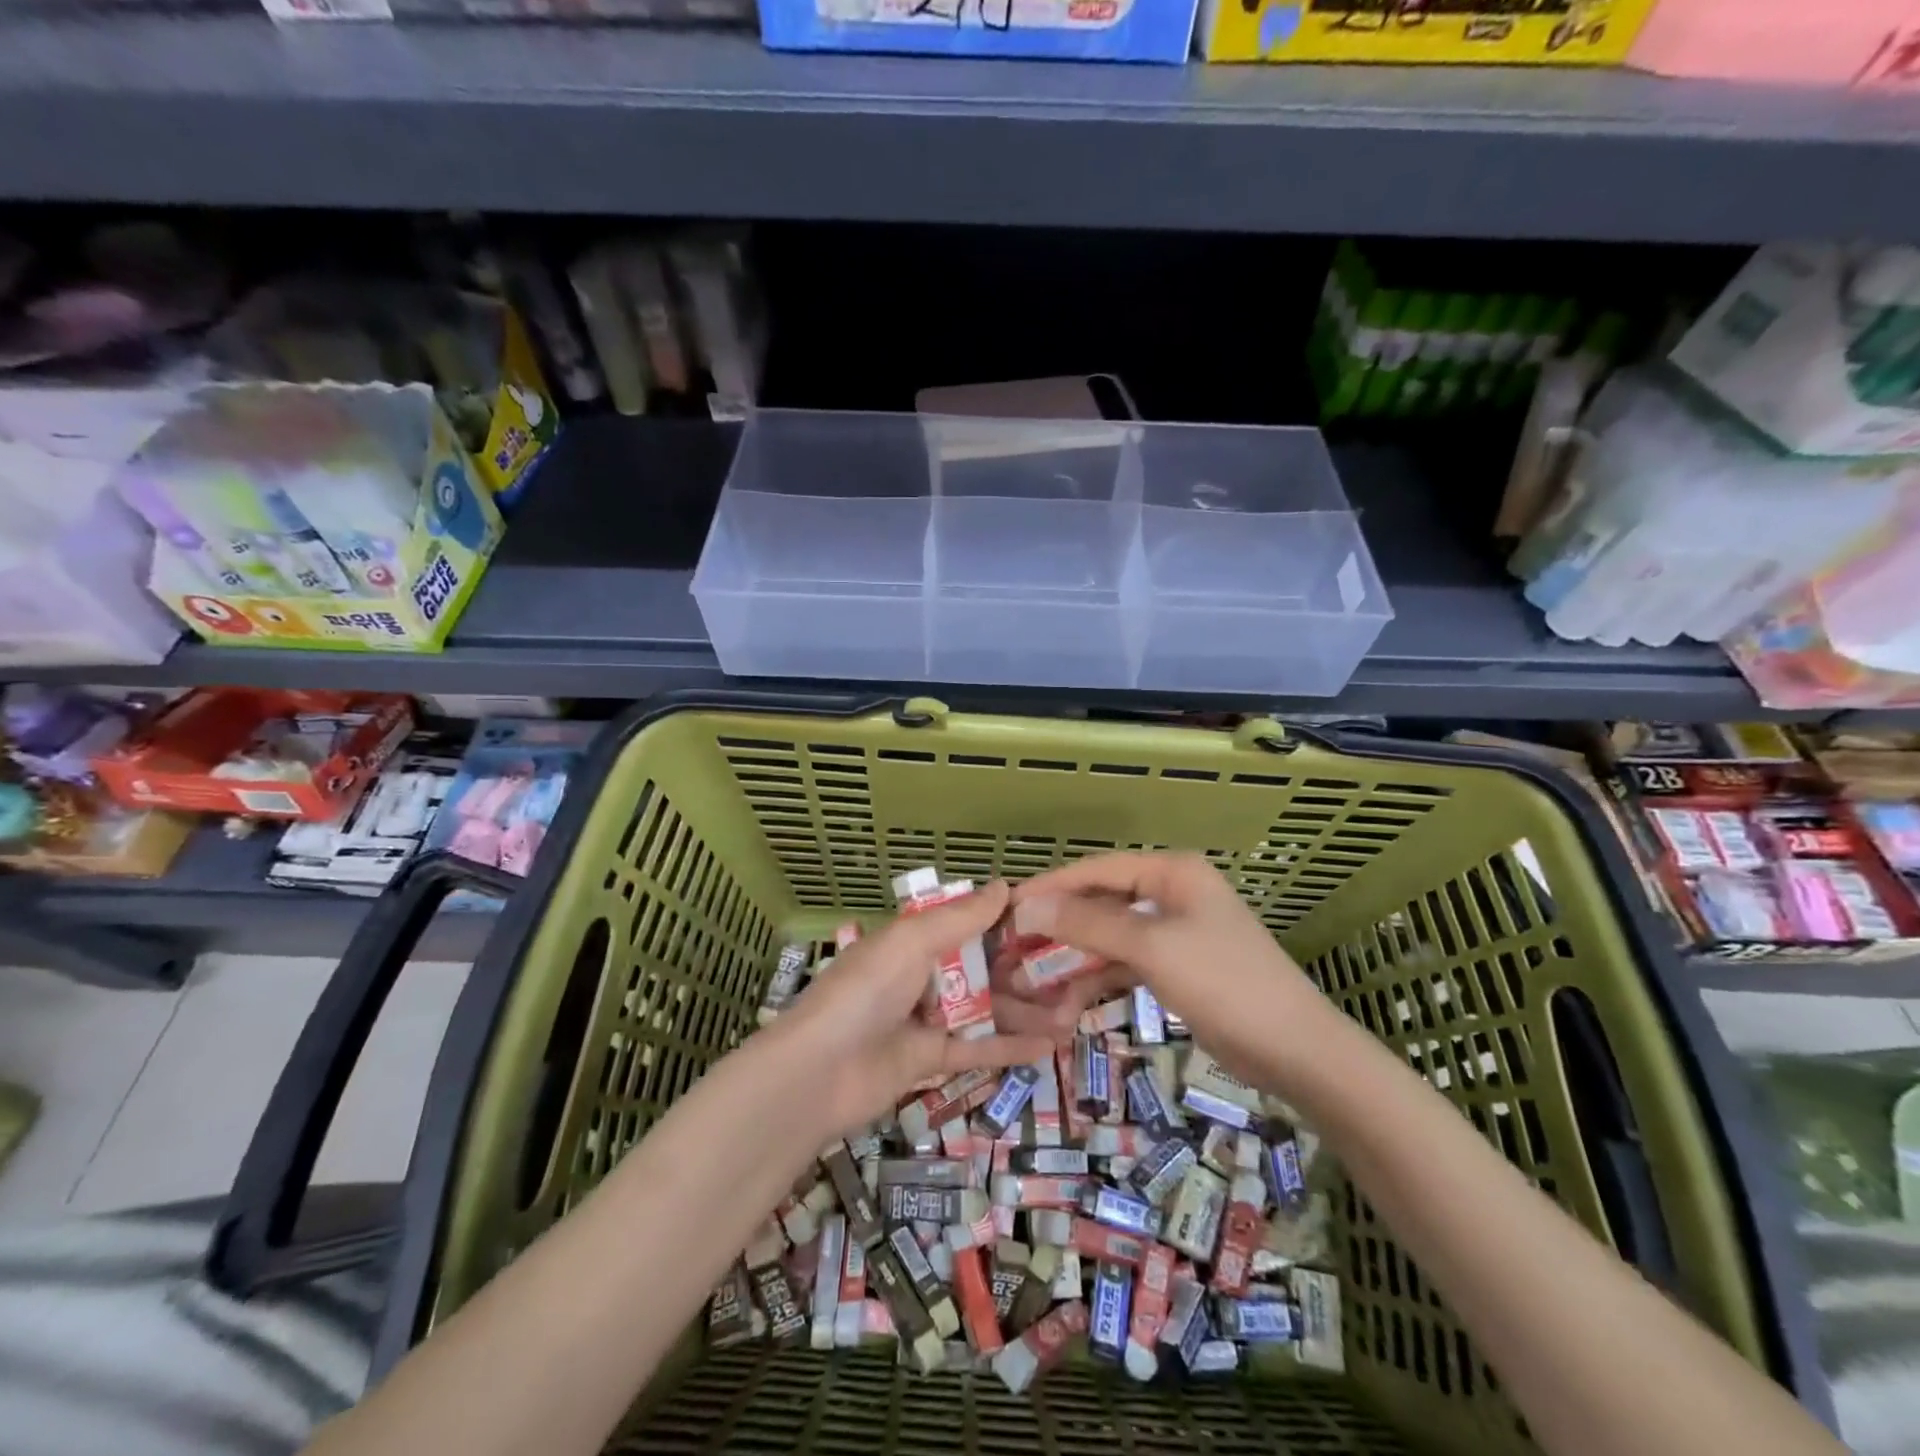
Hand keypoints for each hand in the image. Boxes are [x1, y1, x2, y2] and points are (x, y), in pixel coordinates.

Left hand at [768, 879, 1053, 1137]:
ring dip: (1026, 1010)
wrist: (818, 1073)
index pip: (968, 924)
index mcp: (912, 939)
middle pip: (982, 968)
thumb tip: (1004, 885)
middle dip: (1025, 970)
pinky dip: (1011, 1046)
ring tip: (1074, 1012)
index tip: (1053, 922)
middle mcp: (922, 974)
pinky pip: (977, 1048)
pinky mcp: (930, 1060)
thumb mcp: (912, 942)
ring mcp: (926, 1018)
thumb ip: (960, 918)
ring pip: (986, 1008)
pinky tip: (1051, 1046)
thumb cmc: (866, 992)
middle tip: (1075, 972)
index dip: (1007, 923)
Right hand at [1007, 852, 1336, 1090]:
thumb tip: (1027, 906)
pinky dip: (1098, 980)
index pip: (1097, 870)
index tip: (1007, 907)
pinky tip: (1067, 1004)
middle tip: (1012, 947)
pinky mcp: (1176, 968)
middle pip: (1101, 903)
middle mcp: (1171, 894)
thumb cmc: (1225, 983)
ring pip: (1109, 938)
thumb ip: (1087, 924)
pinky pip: (1125, 964)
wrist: (1297, 1051)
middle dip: (1058, 927)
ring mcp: (1174, 933)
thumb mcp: (1152, 948)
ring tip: (1031, 983)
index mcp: (1171, 873)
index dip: (1051, 886)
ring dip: (1074, 960)